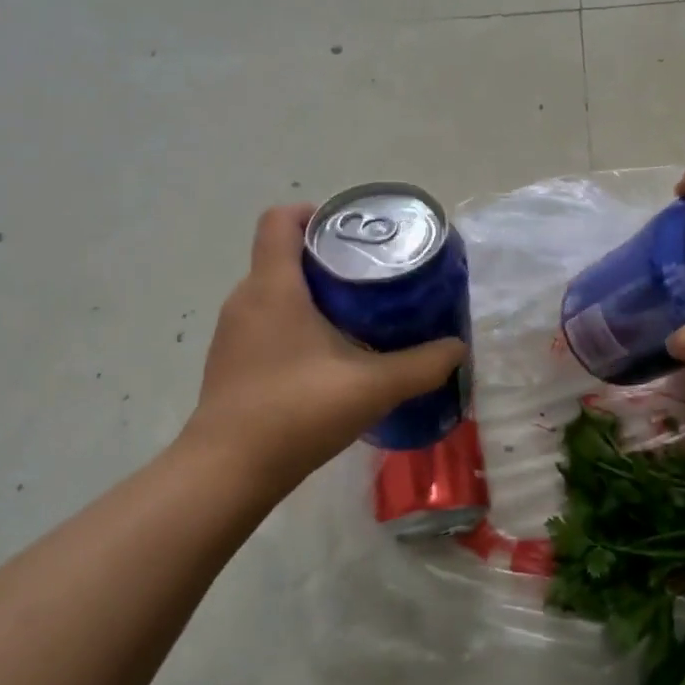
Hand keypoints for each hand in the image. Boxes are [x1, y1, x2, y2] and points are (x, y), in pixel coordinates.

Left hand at [182, 205, 468, 492]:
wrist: (227, 472)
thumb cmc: (296, 411)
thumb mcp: (372, 387)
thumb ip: (421, 365)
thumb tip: (457, 349)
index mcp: (273, 286)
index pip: (280, 219)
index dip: (314, 212)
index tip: (352, 231)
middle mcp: (246, 299)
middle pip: (282, 255)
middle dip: (326, 257)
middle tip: (371, 276)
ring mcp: (233, 332)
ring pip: (274, 291)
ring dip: (311, 294)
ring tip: (356, 315)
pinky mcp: (230, 361)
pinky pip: (265, 322)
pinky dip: (294, 324)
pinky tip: (326, 358)